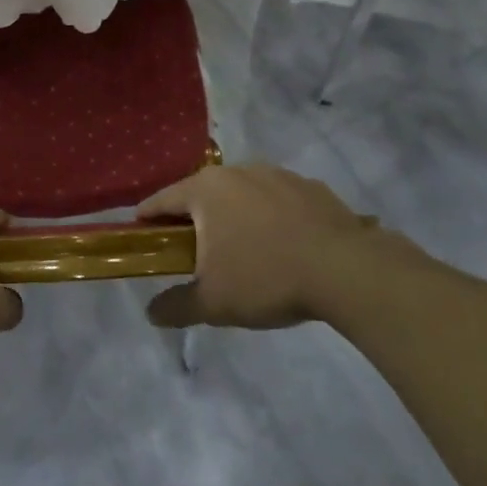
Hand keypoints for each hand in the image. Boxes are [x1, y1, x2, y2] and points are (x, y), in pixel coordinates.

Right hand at [140, 164, 400, 330]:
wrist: (345, 270)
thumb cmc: (266, 278)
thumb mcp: (214, 302)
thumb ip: (177, 306)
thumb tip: (150, 313)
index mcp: (206, 190)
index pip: (163, 199)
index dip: (148, 216)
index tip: (141, 229)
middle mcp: (237, 172)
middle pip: (203, 192)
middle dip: (195, 217)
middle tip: (192, 246)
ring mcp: (276, 175)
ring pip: (243, 193)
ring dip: (236, 214)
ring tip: (242, 246)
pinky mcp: (310, 186)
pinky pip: (279, 200)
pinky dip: (273, 216)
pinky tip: (284, 244)